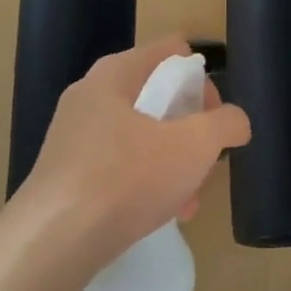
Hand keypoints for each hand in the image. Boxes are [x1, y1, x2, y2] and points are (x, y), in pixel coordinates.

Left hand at [16, 35, 250, 264]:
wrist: (55, 239)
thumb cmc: (128, 177)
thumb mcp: (195, 145)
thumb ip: (225, 124)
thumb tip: (236, 121)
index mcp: (115, 75)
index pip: (169, 51)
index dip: (202, 77)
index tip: (217, 115)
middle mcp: (89, 97)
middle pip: (156, 98)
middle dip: (189, 129)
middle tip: (206, 159)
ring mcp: (73, 137)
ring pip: (139, 138)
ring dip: (172, 163)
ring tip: (190, 199)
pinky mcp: (65, 175)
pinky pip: (118, 168)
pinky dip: (145, 184)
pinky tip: (162, 215)